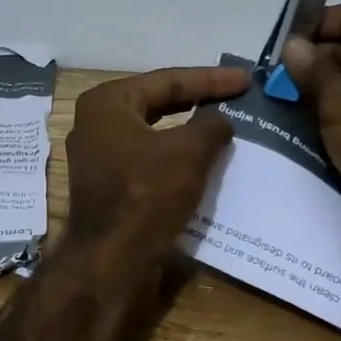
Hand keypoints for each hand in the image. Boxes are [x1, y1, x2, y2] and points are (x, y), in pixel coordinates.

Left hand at [65, 66, 250, 253]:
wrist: (111, 260)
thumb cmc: (146, 194)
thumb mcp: (188, 152)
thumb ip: (210, 125)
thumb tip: (219, 118)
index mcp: (107, 103)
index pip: (166, 81)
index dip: (210, 79)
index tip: (245, 79)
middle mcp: (96, 123)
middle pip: (157, 103)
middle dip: (198, 100)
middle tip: (237, 97)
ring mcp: (99, 156)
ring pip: (154, 133)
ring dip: (189, 131)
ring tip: (226, 125)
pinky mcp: (108, 184)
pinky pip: (149, 159)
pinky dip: (176, 156)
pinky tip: (204, 160)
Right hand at [281, 3, 340, 221]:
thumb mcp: (339, 101)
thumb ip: (313, 70)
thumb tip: (293, 45)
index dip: (313, 25)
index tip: (282, 48)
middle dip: (314, 60)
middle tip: (277, 80)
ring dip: (323, 87)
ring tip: (287, 102)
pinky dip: (340, 108)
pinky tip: (311, 123)